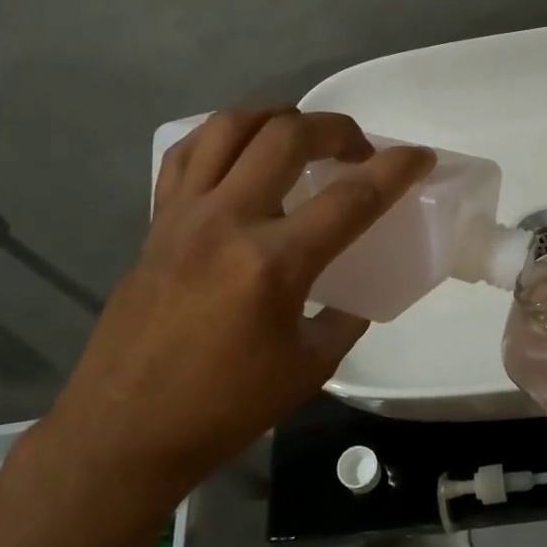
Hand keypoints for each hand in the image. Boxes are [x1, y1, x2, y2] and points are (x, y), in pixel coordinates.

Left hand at [45, 107, 433, 505]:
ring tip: (300, 134)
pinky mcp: (157, 222)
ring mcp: (184, 215)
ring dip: (276, 117)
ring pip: (230, 127)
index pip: (352, 198)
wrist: (126, 429)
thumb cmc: (225, 407)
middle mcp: (228, 221)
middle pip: (288, 136)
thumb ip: (343, 316)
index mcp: (274, 264)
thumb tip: (355, 288)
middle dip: (336, 128)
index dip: (396, 169)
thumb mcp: (309, 367)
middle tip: (358, 149)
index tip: (420, 156)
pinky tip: (240, 152)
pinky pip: (186, 154)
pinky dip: (221, 137)